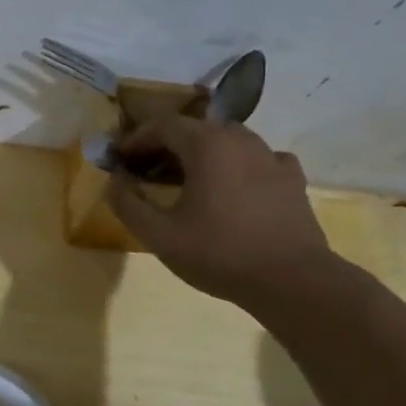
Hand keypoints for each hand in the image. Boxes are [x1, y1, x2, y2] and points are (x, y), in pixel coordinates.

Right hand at [106, 114, 333, 307]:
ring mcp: (271, 157)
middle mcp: (240, 140)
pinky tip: (232, 187)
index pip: (163, 125)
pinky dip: (237, 165)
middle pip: (195, 129)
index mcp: (207, 145)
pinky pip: (257, 159)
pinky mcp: (291, 178)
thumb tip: (114, 181)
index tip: (120, 160)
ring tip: (186, 180)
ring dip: (200, 153)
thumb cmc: (219, 253)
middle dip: (165, 145)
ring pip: (227, 141)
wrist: (291, 280)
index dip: (136, 139)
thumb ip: (128, 204)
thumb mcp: (159, 235)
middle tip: (146, 171)